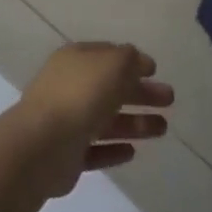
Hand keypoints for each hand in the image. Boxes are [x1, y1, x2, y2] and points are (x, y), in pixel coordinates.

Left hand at [14, 43, 173, 197]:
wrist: (42, 145)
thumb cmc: (81, 95)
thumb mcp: (113, 64)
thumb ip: (130, 60)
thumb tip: (139, 62)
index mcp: (76, 60)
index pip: (107, 56)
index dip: (132, 61)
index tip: (155, 71)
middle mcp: (69, 88)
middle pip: (111, 89)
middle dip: (141, 93)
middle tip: (169, 100)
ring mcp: (66, 122)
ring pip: (106, 121)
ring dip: (135, 123)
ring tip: (163, 129)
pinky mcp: (67, 156)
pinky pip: (95, 150)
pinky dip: (114, 150)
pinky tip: (133, 152)